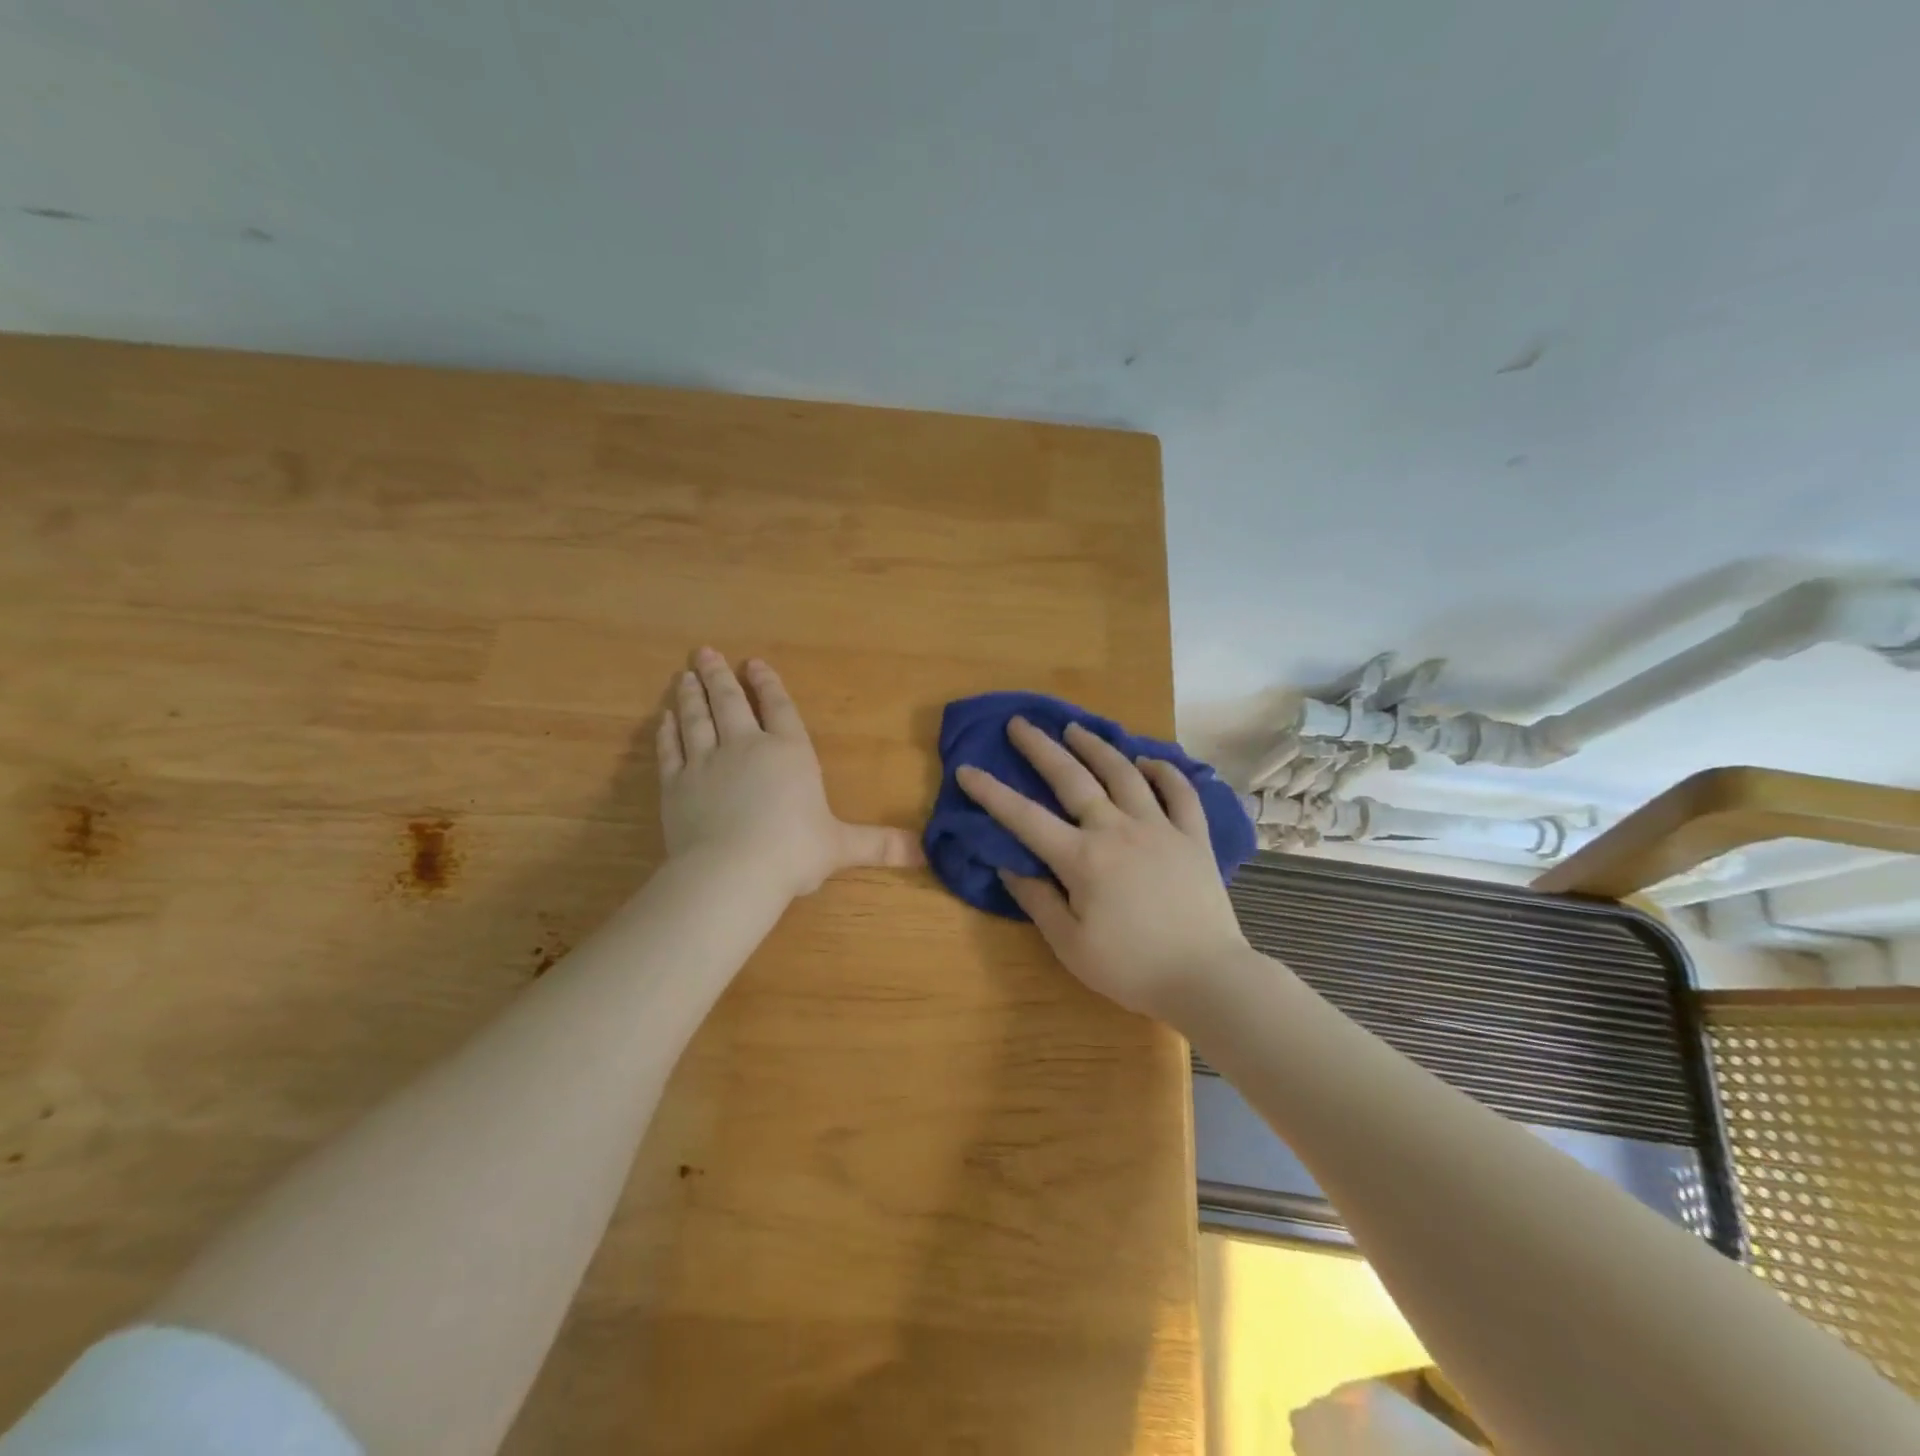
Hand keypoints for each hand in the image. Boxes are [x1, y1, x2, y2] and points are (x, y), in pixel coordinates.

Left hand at [657, 648, 921, 897]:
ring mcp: (706, 762)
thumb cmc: (793, 852)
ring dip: (692, 695)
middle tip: (705, 653)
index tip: (753, 664)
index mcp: (789, 753)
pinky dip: (667, 731)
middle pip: (731, 703)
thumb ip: (879, 845)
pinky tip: (665, 718)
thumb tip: (924, 853)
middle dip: (719, 676)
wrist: (731, 871)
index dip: (768, 685)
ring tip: (686, 676)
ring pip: (697, 718)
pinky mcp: (676, 784)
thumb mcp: (842, 847)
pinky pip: (670, 749)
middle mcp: (746, 746)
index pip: (779, 709)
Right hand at [955, 718, 1249, 1021]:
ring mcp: (1159, 827)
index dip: (991, 793)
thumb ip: (1037, 900)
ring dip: (1096, 747)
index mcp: (1082, 859)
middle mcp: (1117, 830)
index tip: (967, 769)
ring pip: (1124, 773)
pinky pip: (1180, 792)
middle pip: (1072, 778)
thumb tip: (1008, 865)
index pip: (1025, 818)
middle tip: (1020, 723)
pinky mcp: (1193, 836)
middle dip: (1040, 748)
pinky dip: (1164, 771)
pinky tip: (1148, 760)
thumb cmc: (1131, 968)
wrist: (1206, 978)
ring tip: (1075, 728)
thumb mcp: (1070, 945)